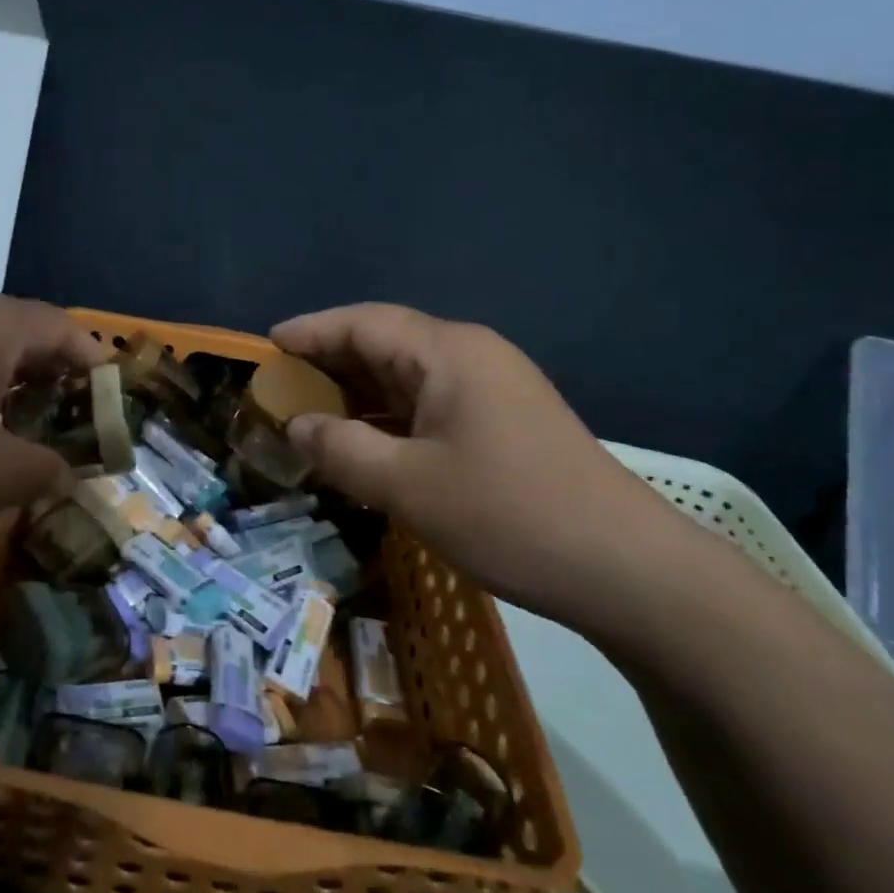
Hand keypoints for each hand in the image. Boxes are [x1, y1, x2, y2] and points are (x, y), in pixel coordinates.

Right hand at [271, 303, 693, 632]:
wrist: (627, 569)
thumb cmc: (509, 514)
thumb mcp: (407, 485)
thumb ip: (341, 448)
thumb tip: (297, 426)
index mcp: (447, 353)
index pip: (363, 323)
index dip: (311, 331)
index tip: (267, 346)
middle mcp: (470, 357)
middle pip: (384, 344)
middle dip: (329, 364)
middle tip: (280, 387)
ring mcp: (492, 390)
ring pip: (407, 378)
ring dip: (358, 395)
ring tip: (310, 416)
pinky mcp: (503, 424)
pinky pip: (429, 406)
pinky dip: (389, 419)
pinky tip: (365, 445)